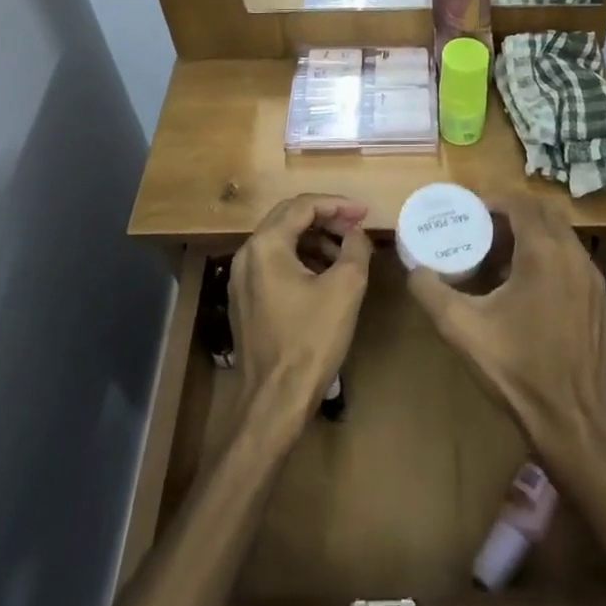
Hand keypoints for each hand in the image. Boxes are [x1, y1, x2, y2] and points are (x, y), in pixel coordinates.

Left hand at [229, 195, 371, 422]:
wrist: (274, 401)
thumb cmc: (311, 340)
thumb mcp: (345, 288)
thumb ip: (355, 248)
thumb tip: (356, 233)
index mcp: (266, 245)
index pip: (304, 206)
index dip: (338, 205)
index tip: (364, 213)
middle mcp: (247, 255)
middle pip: (288, 218)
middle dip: (326, 218)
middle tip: (356, 227)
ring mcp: (241, 279)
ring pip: (282, 241)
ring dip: (315, 239)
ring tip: (346, 252)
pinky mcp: (245, 300)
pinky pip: (275, 264)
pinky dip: (302, 259)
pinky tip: (326, 274)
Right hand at [407, 199, 605, 476]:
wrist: (579, 426)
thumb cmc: (520, 372)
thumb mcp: (462, 330)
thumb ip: (431, 292)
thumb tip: (414, 270)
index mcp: (544, 252)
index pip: (520, 202)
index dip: (493, 199)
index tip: (468, 210)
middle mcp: (574, 255)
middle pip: (543, 213)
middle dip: (511, 214)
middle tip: (480, 230)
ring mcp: (593, 279)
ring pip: (560, 236)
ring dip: (531, 235)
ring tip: (498, 259)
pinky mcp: (600, 302)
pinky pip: (571, 261)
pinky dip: (548, 257)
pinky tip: (525, 291)